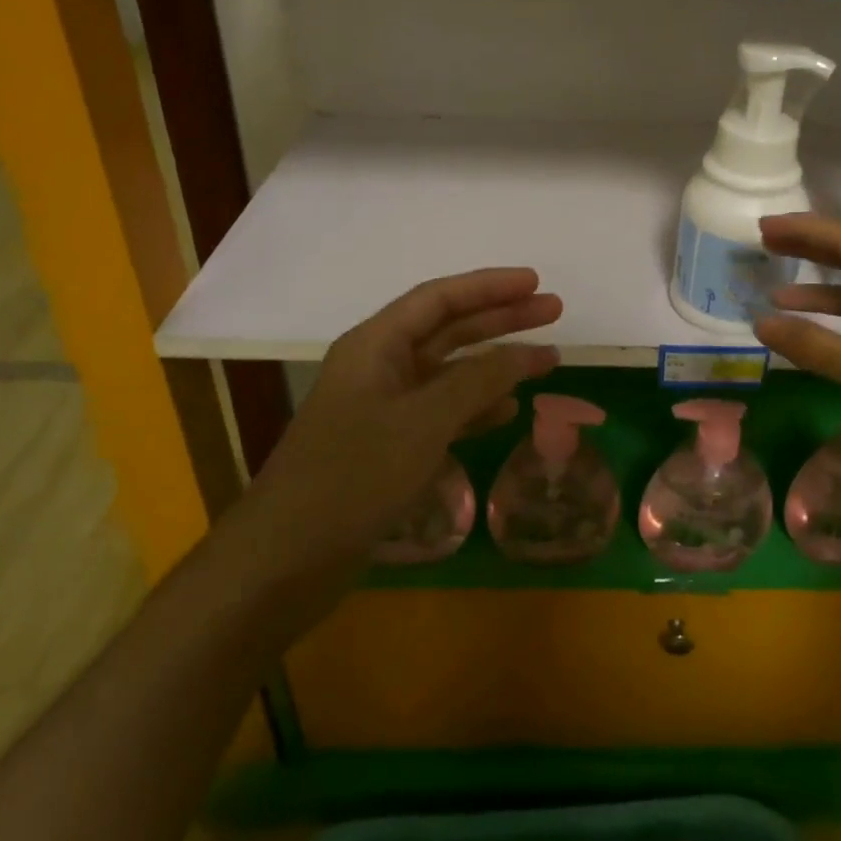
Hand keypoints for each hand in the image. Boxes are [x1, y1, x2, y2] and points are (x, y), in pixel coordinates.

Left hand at [253, 268, 562, 557]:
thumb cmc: (354, 476)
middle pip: (449, 329)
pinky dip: (477, 408)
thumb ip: (480, 381)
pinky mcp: (389, 446)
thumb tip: (531, 352)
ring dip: (496, 365)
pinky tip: (508, 411)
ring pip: (450, 372)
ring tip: (546, 360)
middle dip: (501, 319)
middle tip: (554, 311)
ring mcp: (384, 408)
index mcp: (375, 345)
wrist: (287, 559)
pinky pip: (443, 412)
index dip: (490, 286)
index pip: (439, 298)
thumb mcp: (424, 421)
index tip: (536, 282)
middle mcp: (379, 367)